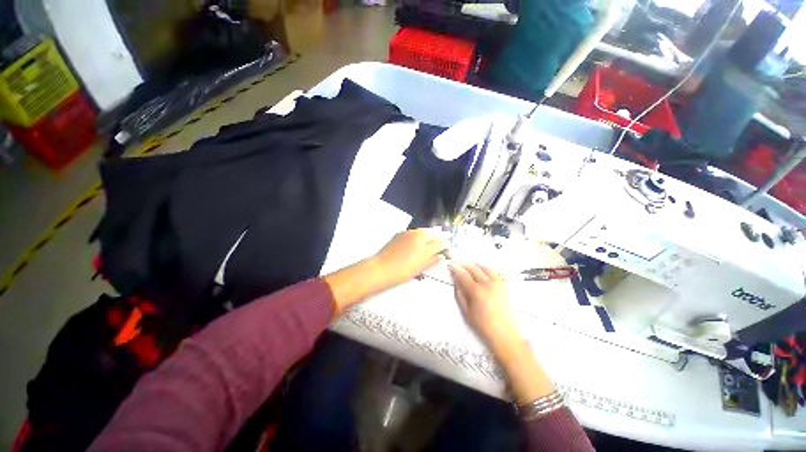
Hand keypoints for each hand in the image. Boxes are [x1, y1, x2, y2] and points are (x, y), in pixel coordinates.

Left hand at [371, 229, 447, 287]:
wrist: (381, 268)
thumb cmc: (401, 272)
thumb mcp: (420, 269)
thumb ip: (432, 261)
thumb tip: (440, 257)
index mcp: (426, 247)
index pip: (441, 242)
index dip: (446, 244)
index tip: (447, 246)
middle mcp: (419, 237)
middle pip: (433, 233)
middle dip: (439, 236)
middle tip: (442, 239)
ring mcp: (409, 233)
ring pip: (424, 230)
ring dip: (429, 233)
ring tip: (431, 238)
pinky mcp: (400, 233)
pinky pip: (414, 231)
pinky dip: (418, 233)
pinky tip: (417, 239)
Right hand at [448, 261, 520, 350]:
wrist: (506, 335)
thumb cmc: (483, 326)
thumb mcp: (466, 311)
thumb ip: (460, 294)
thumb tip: (456, 281)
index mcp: (477, 291)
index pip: (463, 274)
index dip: (455, 268)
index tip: (450, 264)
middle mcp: (488, 284)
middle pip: (473, 268)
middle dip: (463, 263)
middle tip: (457, 262)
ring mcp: (499, 283)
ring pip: (485, 267)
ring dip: (475, 264)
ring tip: (468, 265)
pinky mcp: (506, 286)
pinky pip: (495, 272)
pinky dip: (487, 269)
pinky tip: (483, 270)